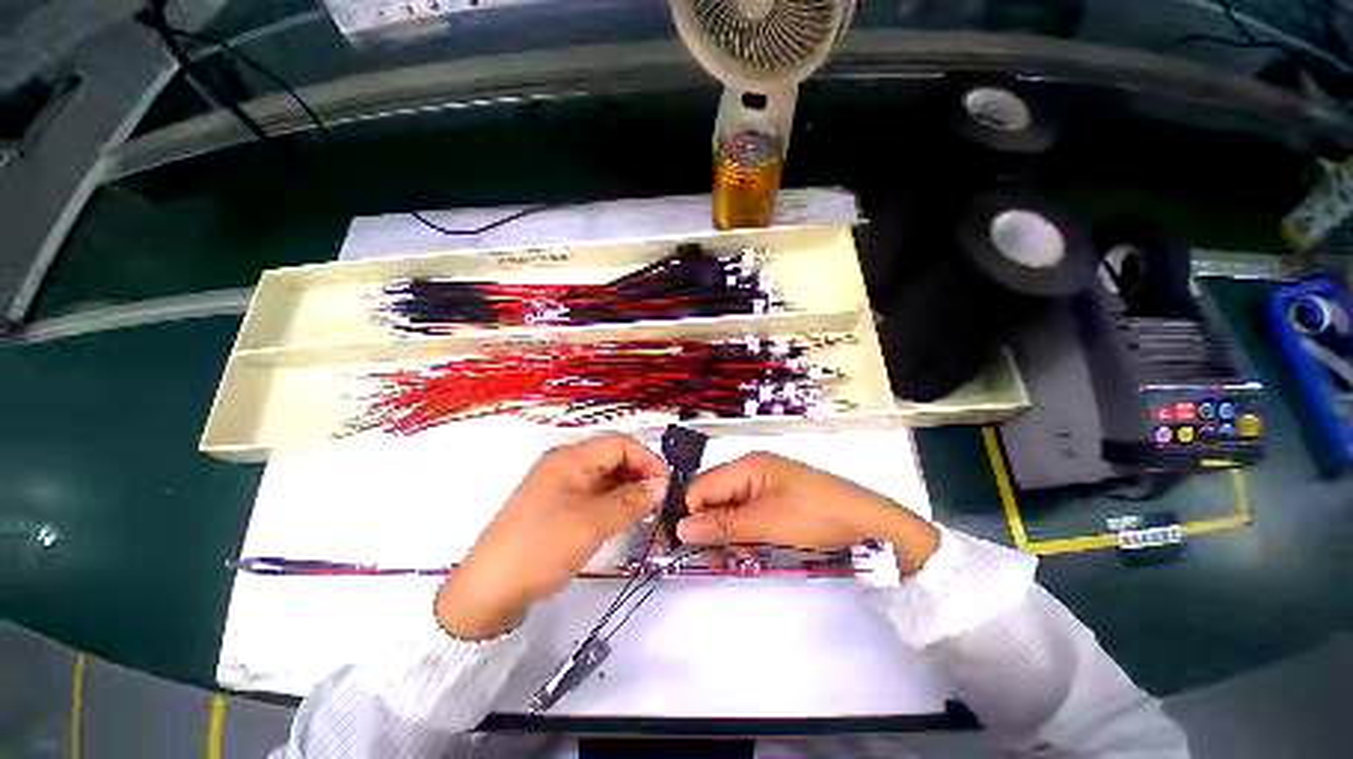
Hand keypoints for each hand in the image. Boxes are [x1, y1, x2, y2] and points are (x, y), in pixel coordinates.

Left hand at [436, 434, 667, 639]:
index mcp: (570, 458)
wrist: (488, 591)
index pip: (620, 444)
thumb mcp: (592, 523)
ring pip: (605, 478)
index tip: (665, 485)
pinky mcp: (558, 506)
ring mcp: (560, 486)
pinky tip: (624, 518)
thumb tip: (662, 485)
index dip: (647, 460)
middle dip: (639, 475)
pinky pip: (593, 495)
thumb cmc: (542, 547)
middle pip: (612, 458)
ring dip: (627, 490)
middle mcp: (566, 465)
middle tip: (658, 501)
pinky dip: (612, 502)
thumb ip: (631, 500)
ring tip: (645, 511)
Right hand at [677, 452, 939, 574]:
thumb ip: (723, 524)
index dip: (694, 515)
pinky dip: (748, 531)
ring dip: (731, 532)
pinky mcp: (777, 497)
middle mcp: (752, 469)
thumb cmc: (817, 516)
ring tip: (748, 553)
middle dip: (715, 526)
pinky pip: (749, 513)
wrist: (869, 523)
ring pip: (730, 508)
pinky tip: (759, 547)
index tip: (695, 546)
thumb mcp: (767, 522)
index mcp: (747, 465)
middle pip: (715, 497)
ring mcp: (765, 483)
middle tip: (726, 554)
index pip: (701, 487)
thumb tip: (680, 528)